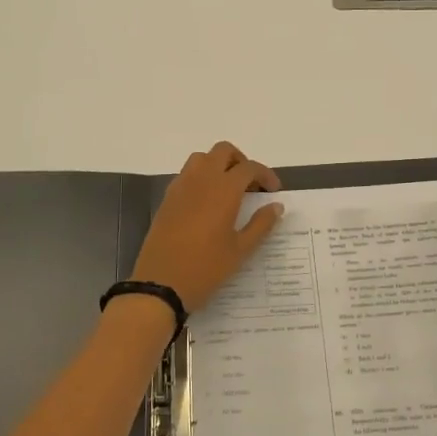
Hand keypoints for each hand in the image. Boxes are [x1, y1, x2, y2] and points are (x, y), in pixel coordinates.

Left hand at [130, 142, 283, 313]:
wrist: (160, 284)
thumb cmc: (205, 269)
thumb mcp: (240, 250)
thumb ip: (261, 224)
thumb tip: (276, 206)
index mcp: (223, 190)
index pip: (249, 167)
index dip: (265, 174)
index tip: (273, 191)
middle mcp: (201, 180)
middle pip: (223, 151)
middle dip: (241, 161)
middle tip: (250, 185)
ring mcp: (180, 187)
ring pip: (202, 158)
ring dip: (218, 165)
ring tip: (229, 191)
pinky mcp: (167, 198)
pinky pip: (187, 174)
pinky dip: (201, 177)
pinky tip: (207, 203)